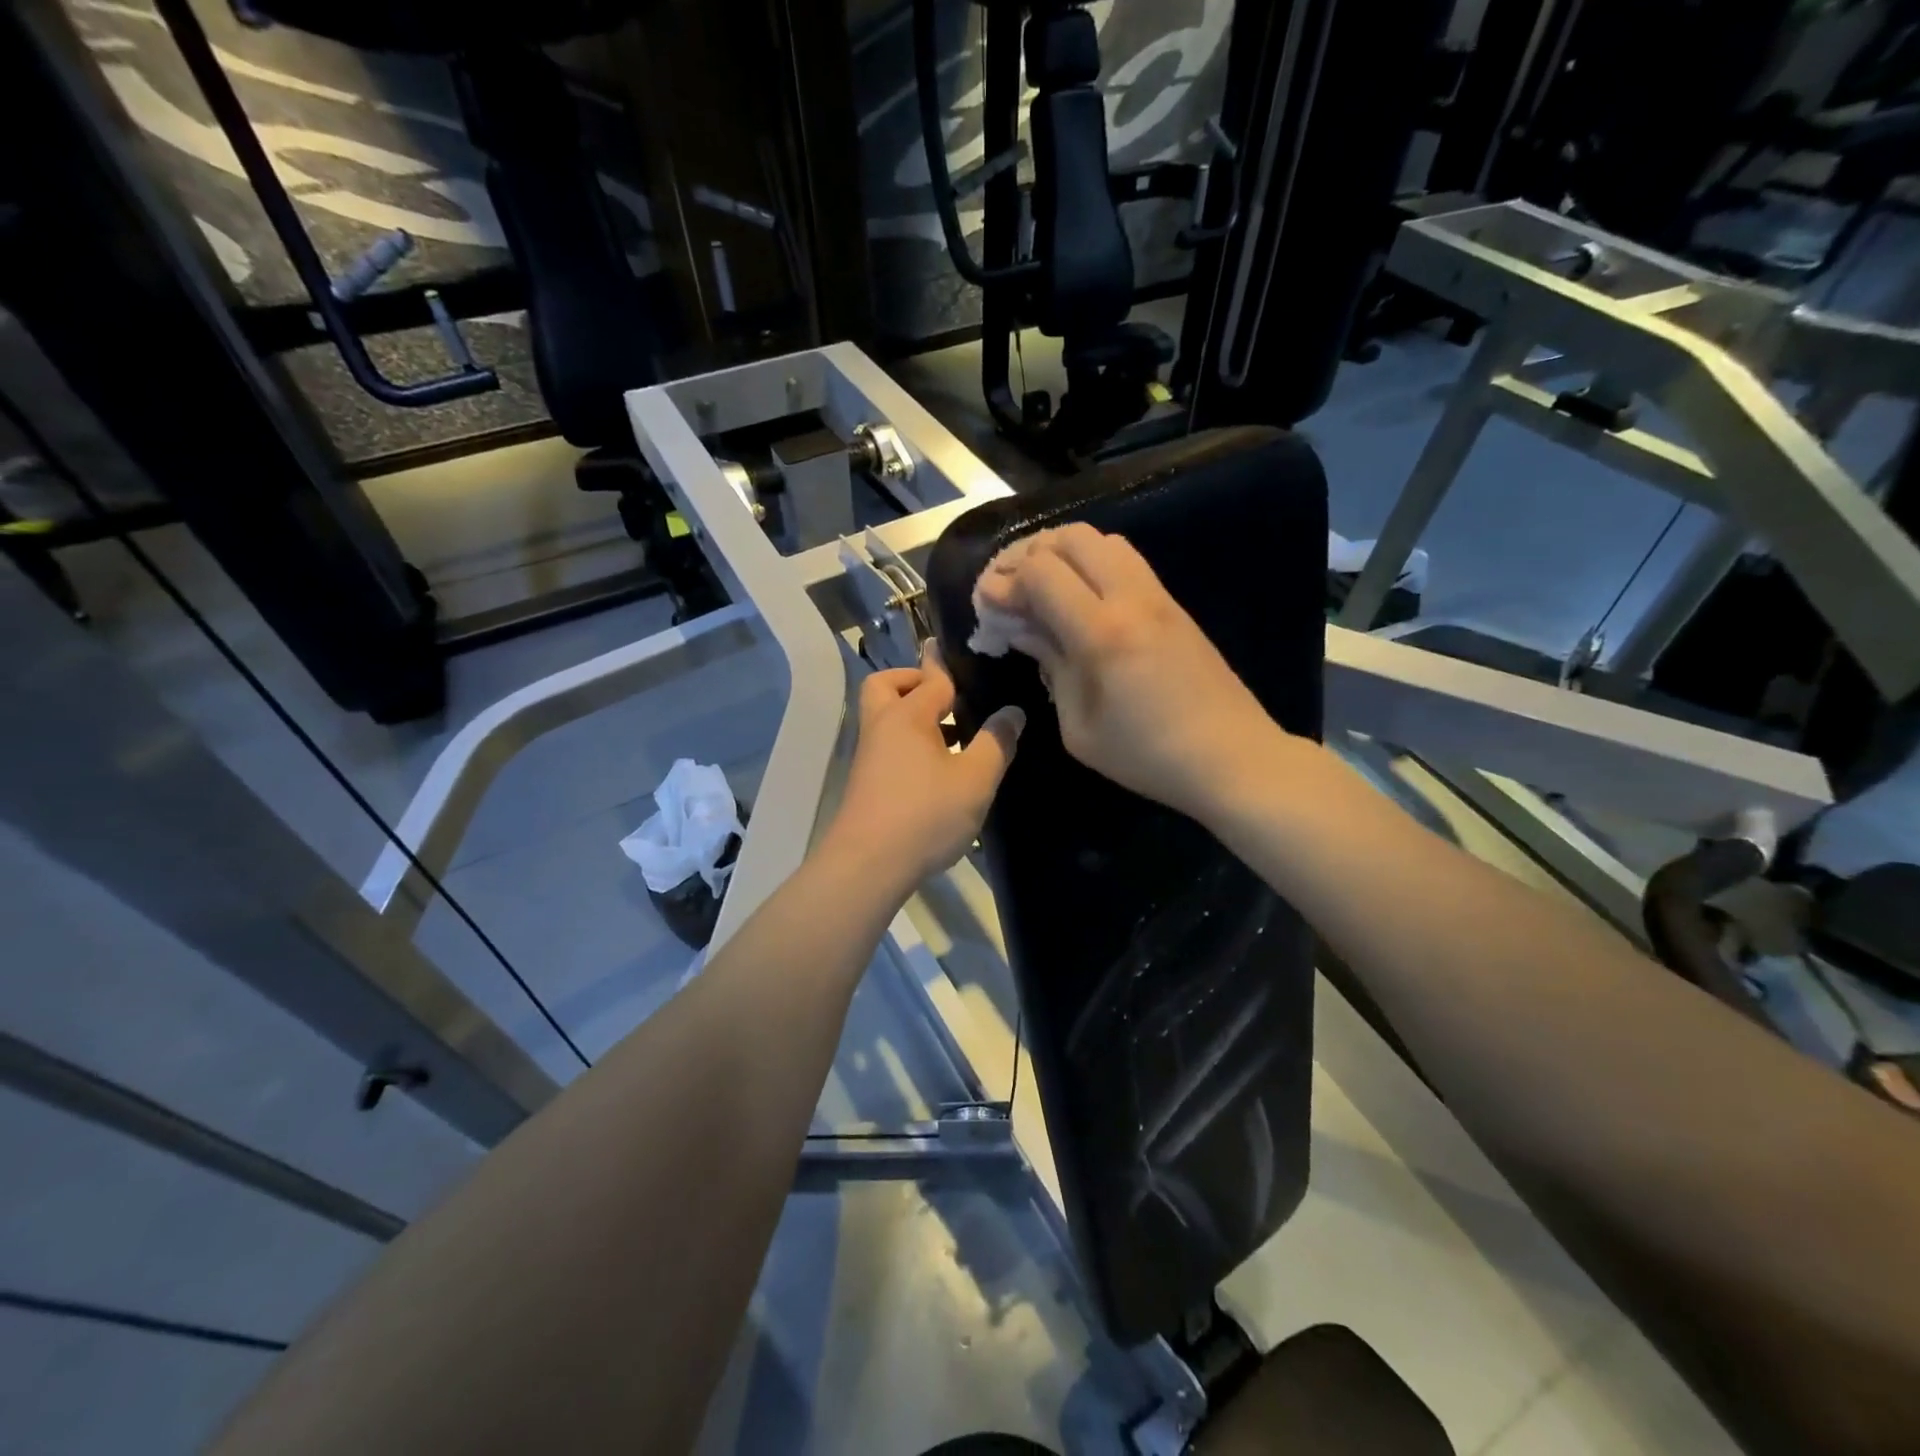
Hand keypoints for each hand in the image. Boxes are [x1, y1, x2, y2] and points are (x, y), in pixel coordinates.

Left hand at [819, 646, 1023, 894]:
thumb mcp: (975, 779)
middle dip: (914, 682)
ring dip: (914, 716)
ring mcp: (869, 755)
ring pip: (887, 718)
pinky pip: (888, 745)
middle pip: (886, 686)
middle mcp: (882, 726)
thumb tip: (1012, 712)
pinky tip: (938, 769)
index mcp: (907, 715)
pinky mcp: (866, 782)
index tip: (964, 650)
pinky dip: (909, 743)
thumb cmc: (925, 815)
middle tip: (947, 697)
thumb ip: (996, 742)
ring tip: (954, 734)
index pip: (932, 677)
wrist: (866, 865)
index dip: (950, 665)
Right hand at [975, 523, 1287, 821]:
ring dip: (1063, 553)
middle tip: (1010, 588)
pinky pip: (1126, 561)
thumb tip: (1023, 629)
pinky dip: (1092, 564)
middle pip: (1071, 538)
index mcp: (1102, 633)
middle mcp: (1131, 599)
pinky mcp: (1174, 604)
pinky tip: (1079, 599)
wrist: (1232, 757)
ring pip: (1103, 540)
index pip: (1041, 572)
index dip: (1004, 581)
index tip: (987, 605)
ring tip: (1042, 588)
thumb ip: (1051, 667)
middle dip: (1029, 554)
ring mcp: (1158, 596)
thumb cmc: (1147, 756)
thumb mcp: (1079, 727)